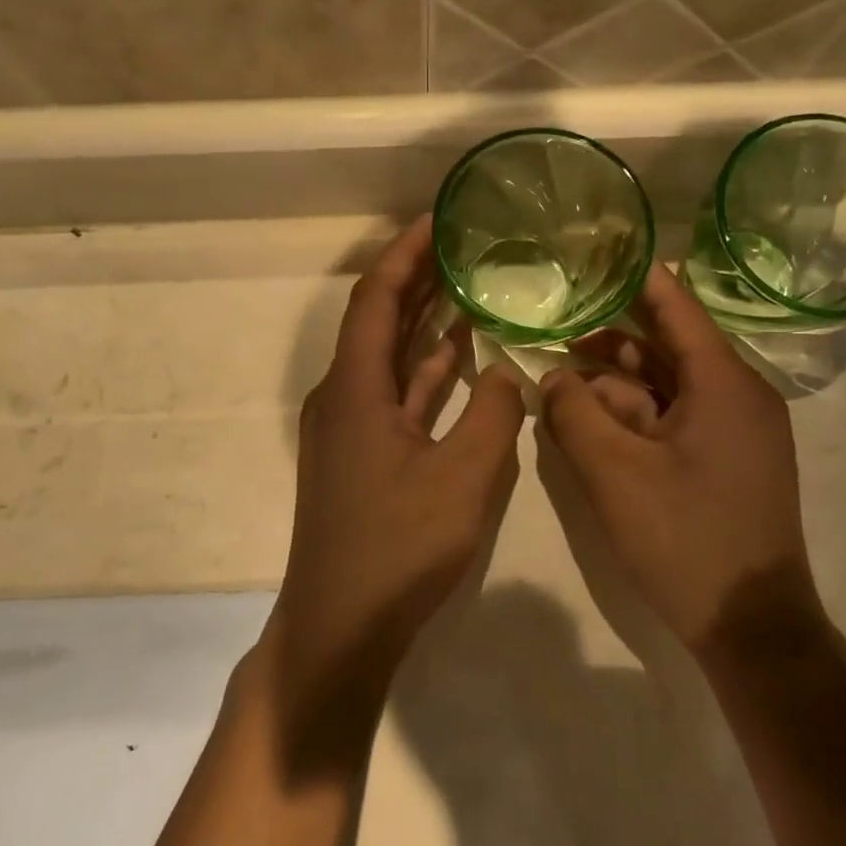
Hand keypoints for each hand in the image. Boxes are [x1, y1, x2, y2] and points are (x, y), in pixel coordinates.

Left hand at [263, 216, 525, 758]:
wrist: (341, 626)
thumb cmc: (398, 548)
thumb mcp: (463, 477)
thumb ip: (492, 413)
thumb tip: (504, 372)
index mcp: (355, 387)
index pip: (376, 296)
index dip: (406, 253)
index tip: (439, 219)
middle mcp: (344, 395)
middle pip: (379, 319)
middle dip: (417, 277)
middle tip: (461, 243)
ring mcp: (351, 427)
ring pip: (389, 356)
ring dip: (423, 320)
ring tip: (467, 285)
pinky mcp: (363, 455)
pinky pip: (396, 394)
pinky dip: (426, 371)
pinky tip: (460, 356)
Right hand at [539, 266, 823, 657]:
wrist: (752, 628)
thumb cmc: (686, 540)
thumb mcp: (614, 473)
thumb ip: (574, 414)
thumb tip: (552, 376)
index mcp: (724, 383)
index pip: (675, 306)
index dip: (633, 278)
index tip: (594, 254)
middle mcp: (738, 395)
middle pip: (665, 348)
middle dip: (608, 343)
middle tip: (554, 330)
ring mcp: (737, 431)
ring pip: (666, 387)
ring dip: (615, 386)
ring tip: (560, 386)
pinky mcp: (727, 461)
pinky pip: (675, 420)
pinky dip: (634, 417)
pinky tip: (591, 427)